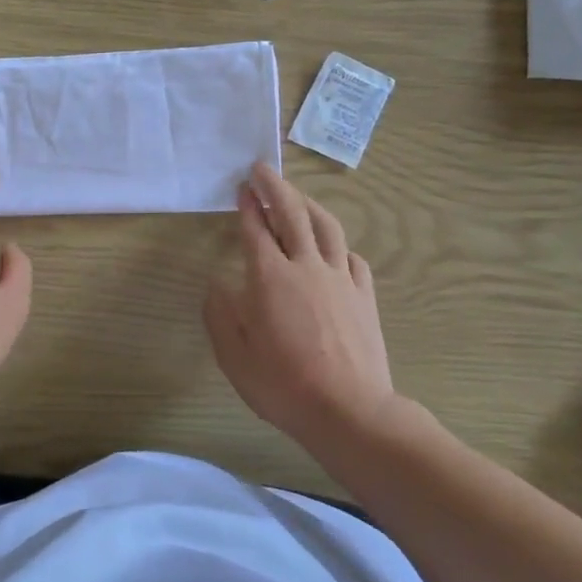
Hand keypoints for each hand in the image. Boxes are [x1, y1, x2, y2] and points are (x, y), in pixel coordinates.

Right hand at [204, 163, 400, 443]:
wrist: (349, 411)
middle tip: (263, 170)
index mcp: (270, 278)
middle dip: (275, 188)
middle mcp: (306, 267)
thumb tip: (218, 283)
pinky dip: (337, 243)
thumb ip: (221, 314)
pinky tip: (333, 247)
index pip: (256, 230)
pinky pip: (351, 257)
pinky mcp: (364, 296)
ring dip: (308, 205)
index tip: (241, 187)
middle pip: (292, 215)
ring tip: (297, 196)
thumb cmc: (283, 385)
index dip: (247, 206)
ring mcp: (340, 279)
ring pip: (326, 228)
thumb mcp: (234, 355)